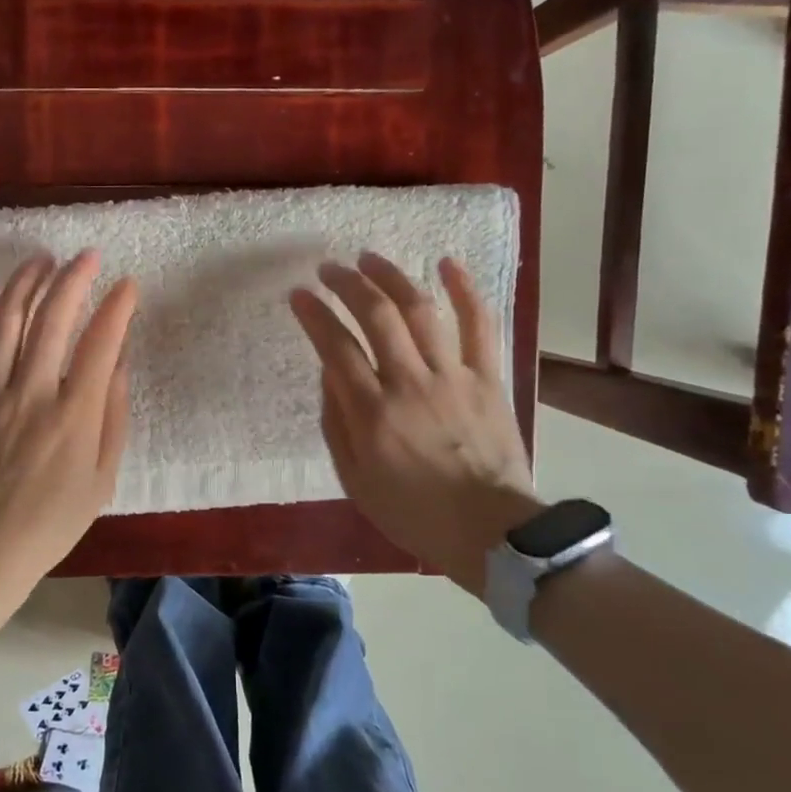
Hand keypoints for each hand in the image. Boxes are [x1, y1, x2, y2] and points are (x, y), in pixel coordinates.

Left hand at [0, 250, 137, 618]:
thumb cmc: (51, 521)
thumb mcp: (102, 478)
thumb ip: (113, 416)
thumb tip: (118, 362)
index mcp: (73, 415)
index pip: (100, 343)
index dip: (117, 308)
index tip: (128, 285)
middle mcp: (30, 392)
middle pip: (52, 318)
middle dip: (73, 279)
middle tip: (86, 258)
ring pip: (5, 320)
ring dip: (25, 283)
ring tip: (42, 261)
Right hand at [289, 253, 541, 590]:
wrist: (491, 533)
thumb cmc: (414, 512)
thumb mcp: (354, 480)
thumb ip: (337, 423)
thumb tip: (329, 372)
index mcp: (373, 413)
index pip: (335, 348)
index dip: (314, 315)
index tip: (299, 295)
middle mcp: (409, 383)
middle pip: (376, 316)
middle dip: (347, 284)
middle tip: (330, 269)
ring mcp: (452, 377)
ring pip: (420, 311)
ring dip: (392, 277)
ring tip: (370, 258)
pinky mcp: (488, 378)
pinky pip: (480, 326)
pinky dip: (465, 291)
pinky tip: (447, 264)